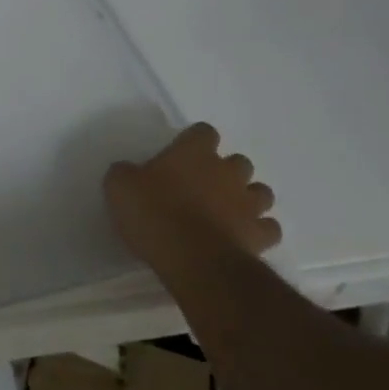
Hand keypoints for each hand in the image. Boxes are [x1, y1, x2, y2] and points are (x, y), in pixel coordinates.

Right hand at [103, 123, 281, 283]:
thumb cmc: (154, 213)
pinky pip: (268, 227)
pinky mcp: (260, 234)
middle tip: (204, 188)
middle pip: (238, 162)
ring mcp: (248, 203)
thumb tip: (128, 172)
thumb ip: (125, 173)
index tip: (182, 156)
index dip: (195, 142)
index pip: (203, 132)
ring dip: (248, 199)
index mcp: (194, 152)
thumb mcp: (120, 187)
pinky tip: (244, 237)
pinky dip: (260, 231)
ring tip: (229, 213)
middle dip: (226, 172)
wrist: (191, 256)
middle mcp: (227, 171)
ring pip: (261, 192)